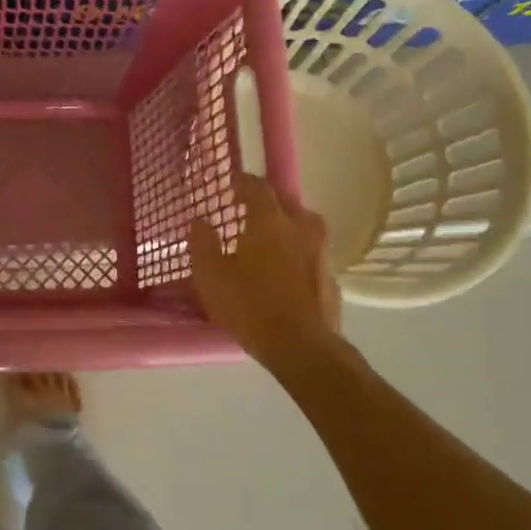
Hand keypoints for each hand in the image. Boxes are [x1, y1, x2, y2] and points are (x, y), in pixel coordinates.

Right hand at [190, 173, 342, 366]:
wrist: (302, 347)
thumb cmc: (249, 305)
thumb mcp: (210, 276)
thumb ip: (202, 243)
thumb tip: (199, 220)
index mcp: (270, 218)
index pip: (257, 185)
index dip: (242, 181)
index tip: (230, 184)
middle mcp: (301, 225)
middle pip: (283, 202)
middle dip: (265, 203)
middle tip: (246, 212)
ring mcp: (321, 251)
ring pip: (302, 227)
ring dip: (285, 228)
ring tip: (267, 242)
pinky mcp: (331, 277)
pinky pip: (311, 254)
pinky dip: (297, 255)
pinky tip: (286, 271)